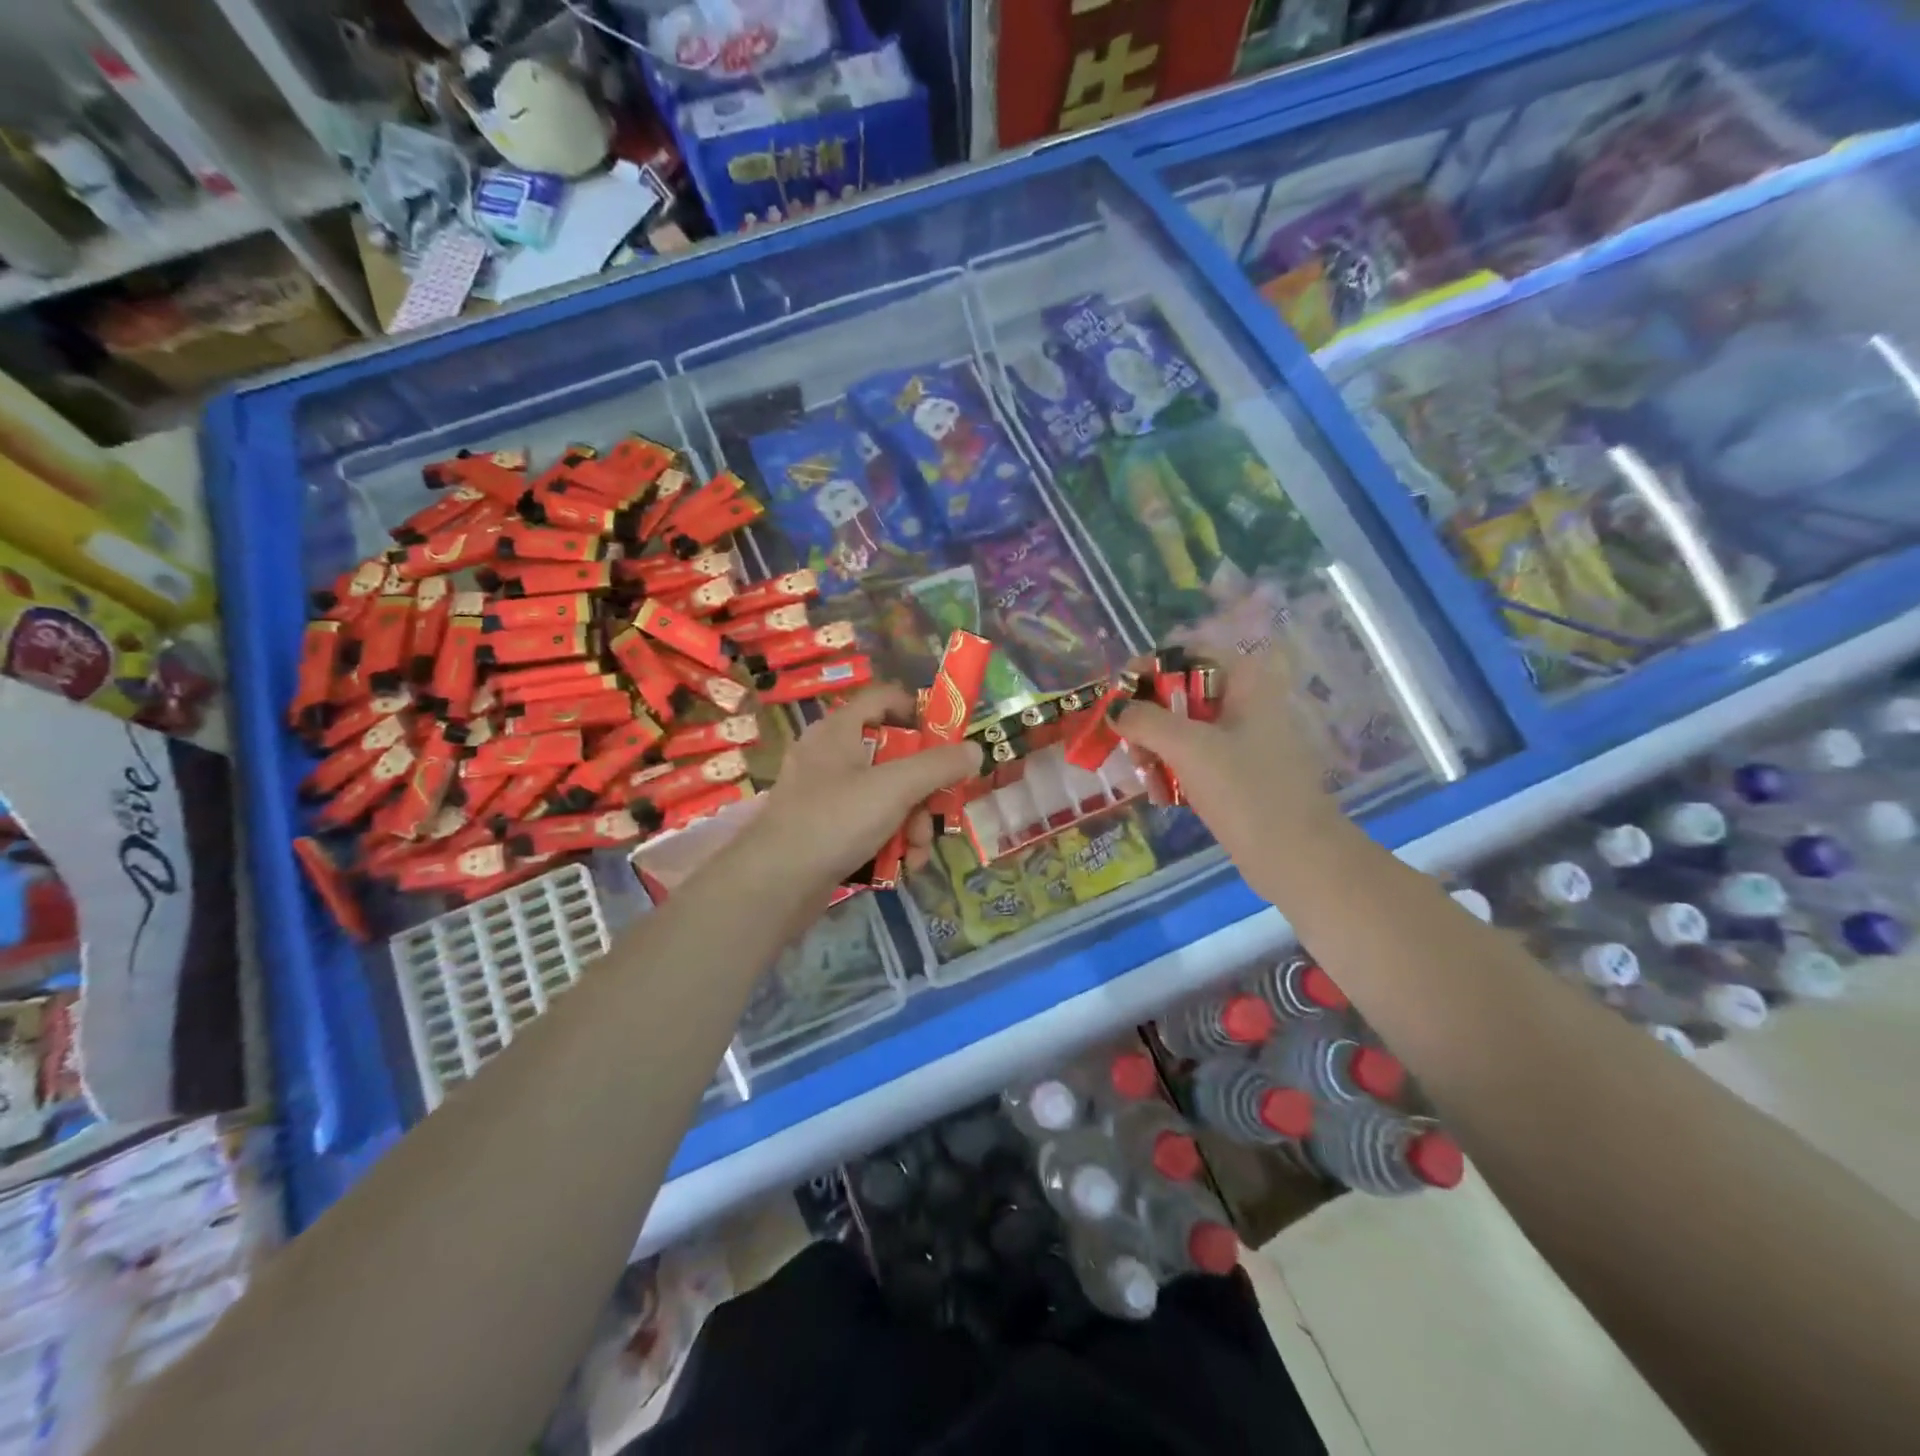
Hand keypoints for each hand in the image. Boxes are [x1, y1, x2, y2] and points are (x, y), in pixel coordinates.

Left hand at [746, 685, 981, 892]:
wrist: (774, 884)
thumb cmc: (834, 820)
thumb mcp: (895, 787)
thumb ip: (938, 766)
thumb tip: (975, 749)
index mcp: (839, 730)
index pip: (883, 699)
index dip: (917, 711)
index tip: (946, 739)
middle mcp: (830, 756)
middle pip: (893, 757)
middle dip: (923, 790)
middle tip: (938, 812)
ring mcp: (825, 795)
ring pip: (885, 796)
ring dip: (911, 824)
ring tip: (916, 853)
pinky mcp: (824, 830)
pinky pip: (868, 824)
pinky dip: (888, 841)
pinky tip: (901, 867)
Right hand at [1115, 644, 1341, 903]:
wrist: (1297, 857)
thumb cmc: (1245, 791)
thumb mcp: (1188, 748)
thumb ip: (1144, 720)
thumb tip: (1114, 709)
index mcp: (1245, 680)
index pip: (1186, 654)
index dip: (1147, 669)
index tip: (1117, 698)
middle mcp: (1246, 700)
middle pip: (1180, 691)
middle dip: (1147, 716)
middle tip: (1128, 744)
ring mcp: (1244, 738)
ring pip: (1184, 727)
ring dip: (1156, 746)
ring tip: (1145, 775)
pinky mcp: (1239, 771)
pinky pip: (1195, 756)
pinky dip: (1174, 768)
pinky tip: (1163, 794)